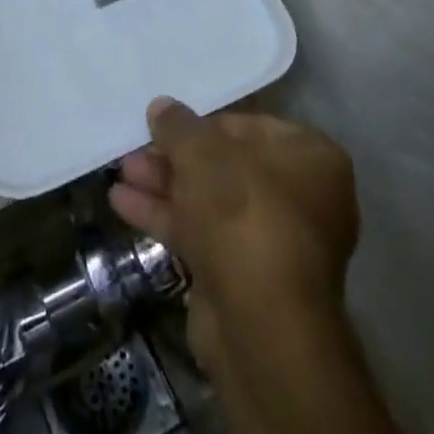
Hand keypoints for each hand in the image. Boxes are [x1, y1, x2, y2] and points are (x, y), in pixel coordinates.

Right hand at [110, 98, 358, 369]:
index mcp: (312, 159)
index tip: (168, 123)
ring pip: (211, 202)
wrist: (259, 325)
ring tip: (122, 172)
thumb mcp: (201, 153)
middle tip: (136, 148)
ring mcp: (275, 243)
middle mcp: (302, 199)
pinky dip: (168, 218)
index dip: (204, 123)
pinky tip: (123, 204)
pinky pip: (204, 235)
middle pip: (227, 166)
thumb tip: (162, 107)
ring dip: (165, 185)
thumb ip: (178, 126)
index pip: (251, 126)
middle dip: (176, 158)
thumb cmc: (242, 214)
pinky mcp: (247, 279)